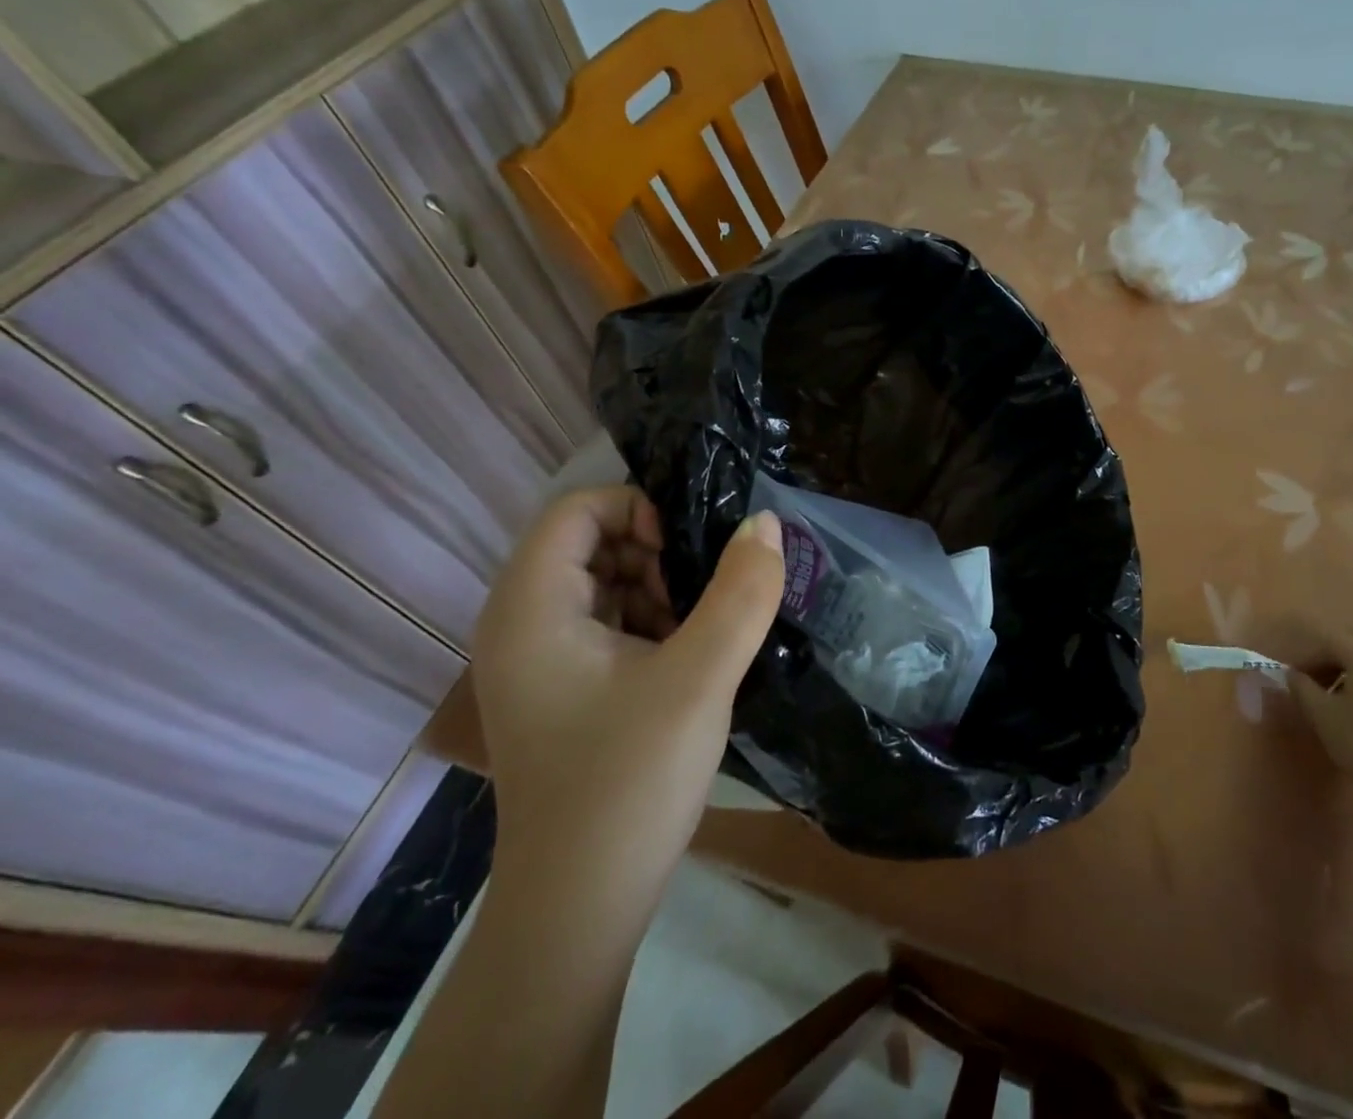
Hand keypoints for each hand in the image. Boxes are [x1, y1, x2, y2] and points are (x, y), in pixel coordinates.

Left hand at [469, 486, 784, 891]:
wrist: (580, 909)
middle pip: (592, 542)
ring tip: (701, 636)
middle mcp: (522, 624)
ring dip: (661, 591)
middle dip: (657, 555)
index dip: (638, 511)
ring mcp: (540, 660)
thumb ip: (741, 593)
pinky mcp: (564, 688)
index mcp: (531, 609)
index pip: (578, 508)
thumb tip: (765, 521)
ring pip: (607, 581)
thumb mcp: (700, 678)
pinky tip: (687, 663)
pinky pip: (609, 622)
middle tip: (702, 602)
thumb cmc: (629, 783)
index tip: (686, 557)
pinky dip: (653, 624)